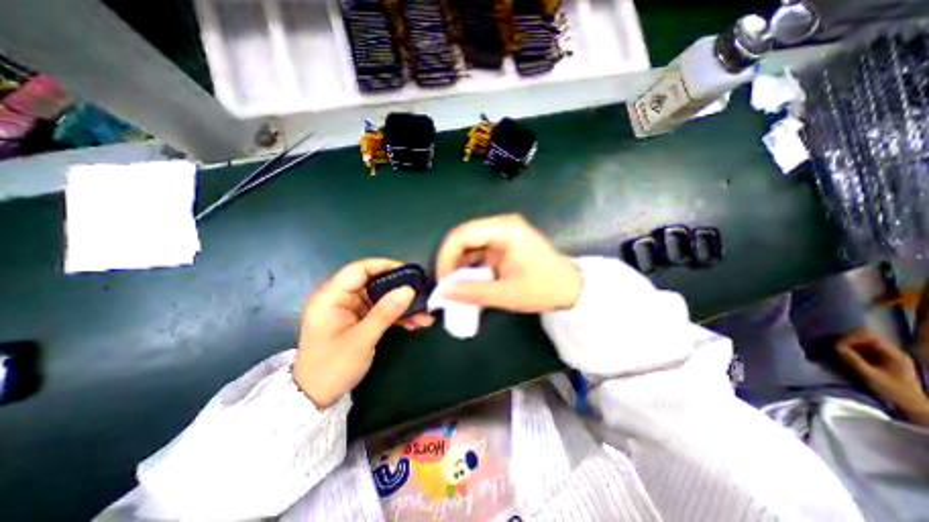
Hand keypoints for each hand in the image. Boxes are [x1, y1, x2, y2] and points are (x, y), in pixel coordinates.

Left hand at [294, 259, 435, 408]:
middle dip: (399, 289)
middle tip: (422, 292)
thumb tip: (408, 290)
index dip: (384, 266)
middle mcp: (340, 297)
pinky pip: (380, 310)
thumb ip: (385, 313)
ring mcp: (350, 309)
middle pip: (374, 282)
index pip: (359, 269)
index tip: (409, 272)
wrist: (315, 396)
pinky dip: (397, 315)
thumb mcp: (361, 340)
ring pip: (381, 297)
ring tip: (424, 313)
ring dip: (402, 305)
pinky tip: (414, 322)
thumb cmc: (332, 367)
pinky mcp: (358, 318)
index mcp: (331, 297)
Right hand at [436, 212, 578, 312]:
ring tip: (457, 287)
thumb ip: (472, 292)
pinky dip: (471, 267)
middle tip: (448, 286)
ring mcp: (502, 234)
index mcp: (505, 230)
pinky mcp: (503, 244)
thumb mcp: (506, 294)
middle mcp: (501, 225)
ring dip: (460, 266)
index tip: (443, 281)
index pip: (463, 235)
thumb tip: (444, 292)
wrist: (570, 289)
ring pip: (469, 246)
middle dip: (452, 262)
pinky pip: (479, 252)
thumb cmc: (543, 289)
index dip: (446, 256)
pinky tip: (469, 283)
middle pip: (464, 238)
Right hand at [836, 332, 928, 425]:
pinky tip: (842, 357)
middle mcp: (892, 353)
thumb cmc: (893, 392)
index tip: (835, 344)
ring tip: (834, 352)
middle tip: (831, 347)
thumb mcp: (870, 376)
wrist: (912, 409)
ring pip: (861, 345)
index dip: (849, 337)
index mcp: (894, 354)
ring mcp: (888, 359)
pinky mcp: (881, 364)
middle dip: (846, 342)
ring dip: (846, 347)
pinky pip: (862, 352)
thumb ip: (852, 359)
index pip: (867, 336)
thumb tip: (835, 346)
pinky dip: (850, 352)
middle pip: (863, 339)